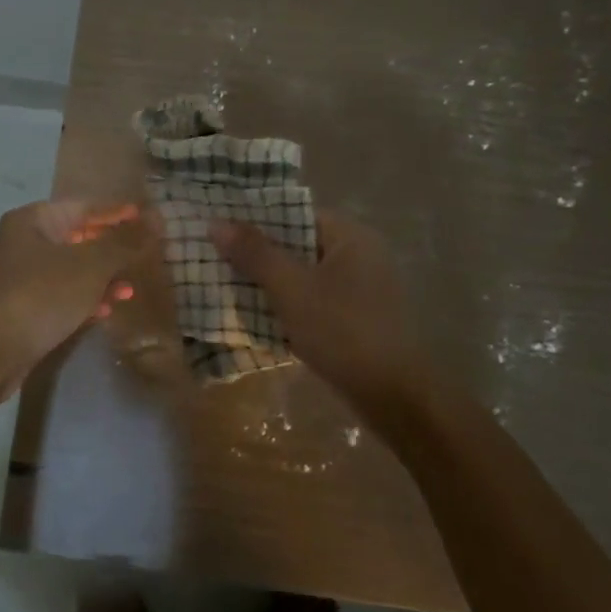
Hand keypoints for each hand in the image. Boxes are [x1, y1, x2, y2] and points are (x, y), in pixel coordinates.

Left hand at [0, 201, 155, 410]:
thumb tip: (157, 218)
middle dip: (112, 247)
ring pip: (71, 269)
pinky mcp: (21, 308)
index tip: (151, 220)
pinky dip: (83, 298)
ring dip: (102, 277)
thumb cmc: (39, 296)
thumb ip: (125, 242)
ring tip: (131, 289)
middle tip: (146, 256)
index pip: (85, 206)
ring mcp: (20, 277)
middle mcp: (24, 242)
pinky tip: (105, 310)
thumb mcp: (90, 266)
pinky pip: (60, 295)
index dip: (119, 212)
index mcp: (35, 220)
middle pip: (78, 236)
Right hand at [211, 211, 429, 423]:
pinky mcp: (357, 317)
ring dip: (269, 280)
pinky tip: (257, 315)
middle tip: (215, 257)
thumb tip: (216, 221)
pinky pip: (313, 298)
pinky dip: (287, 303)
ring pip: (303, 273)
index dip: (256, 218)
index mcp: (350, 236)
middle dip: (258, 252)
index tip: (220, 227)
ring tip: (227, 284)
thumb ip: (254, 253)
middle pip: (298, 243)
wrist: (394, 398)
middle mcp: (360, 254)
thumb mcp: (291, 289)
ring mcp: (361, 288)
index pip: (295, 213)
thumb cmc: (342, 332)